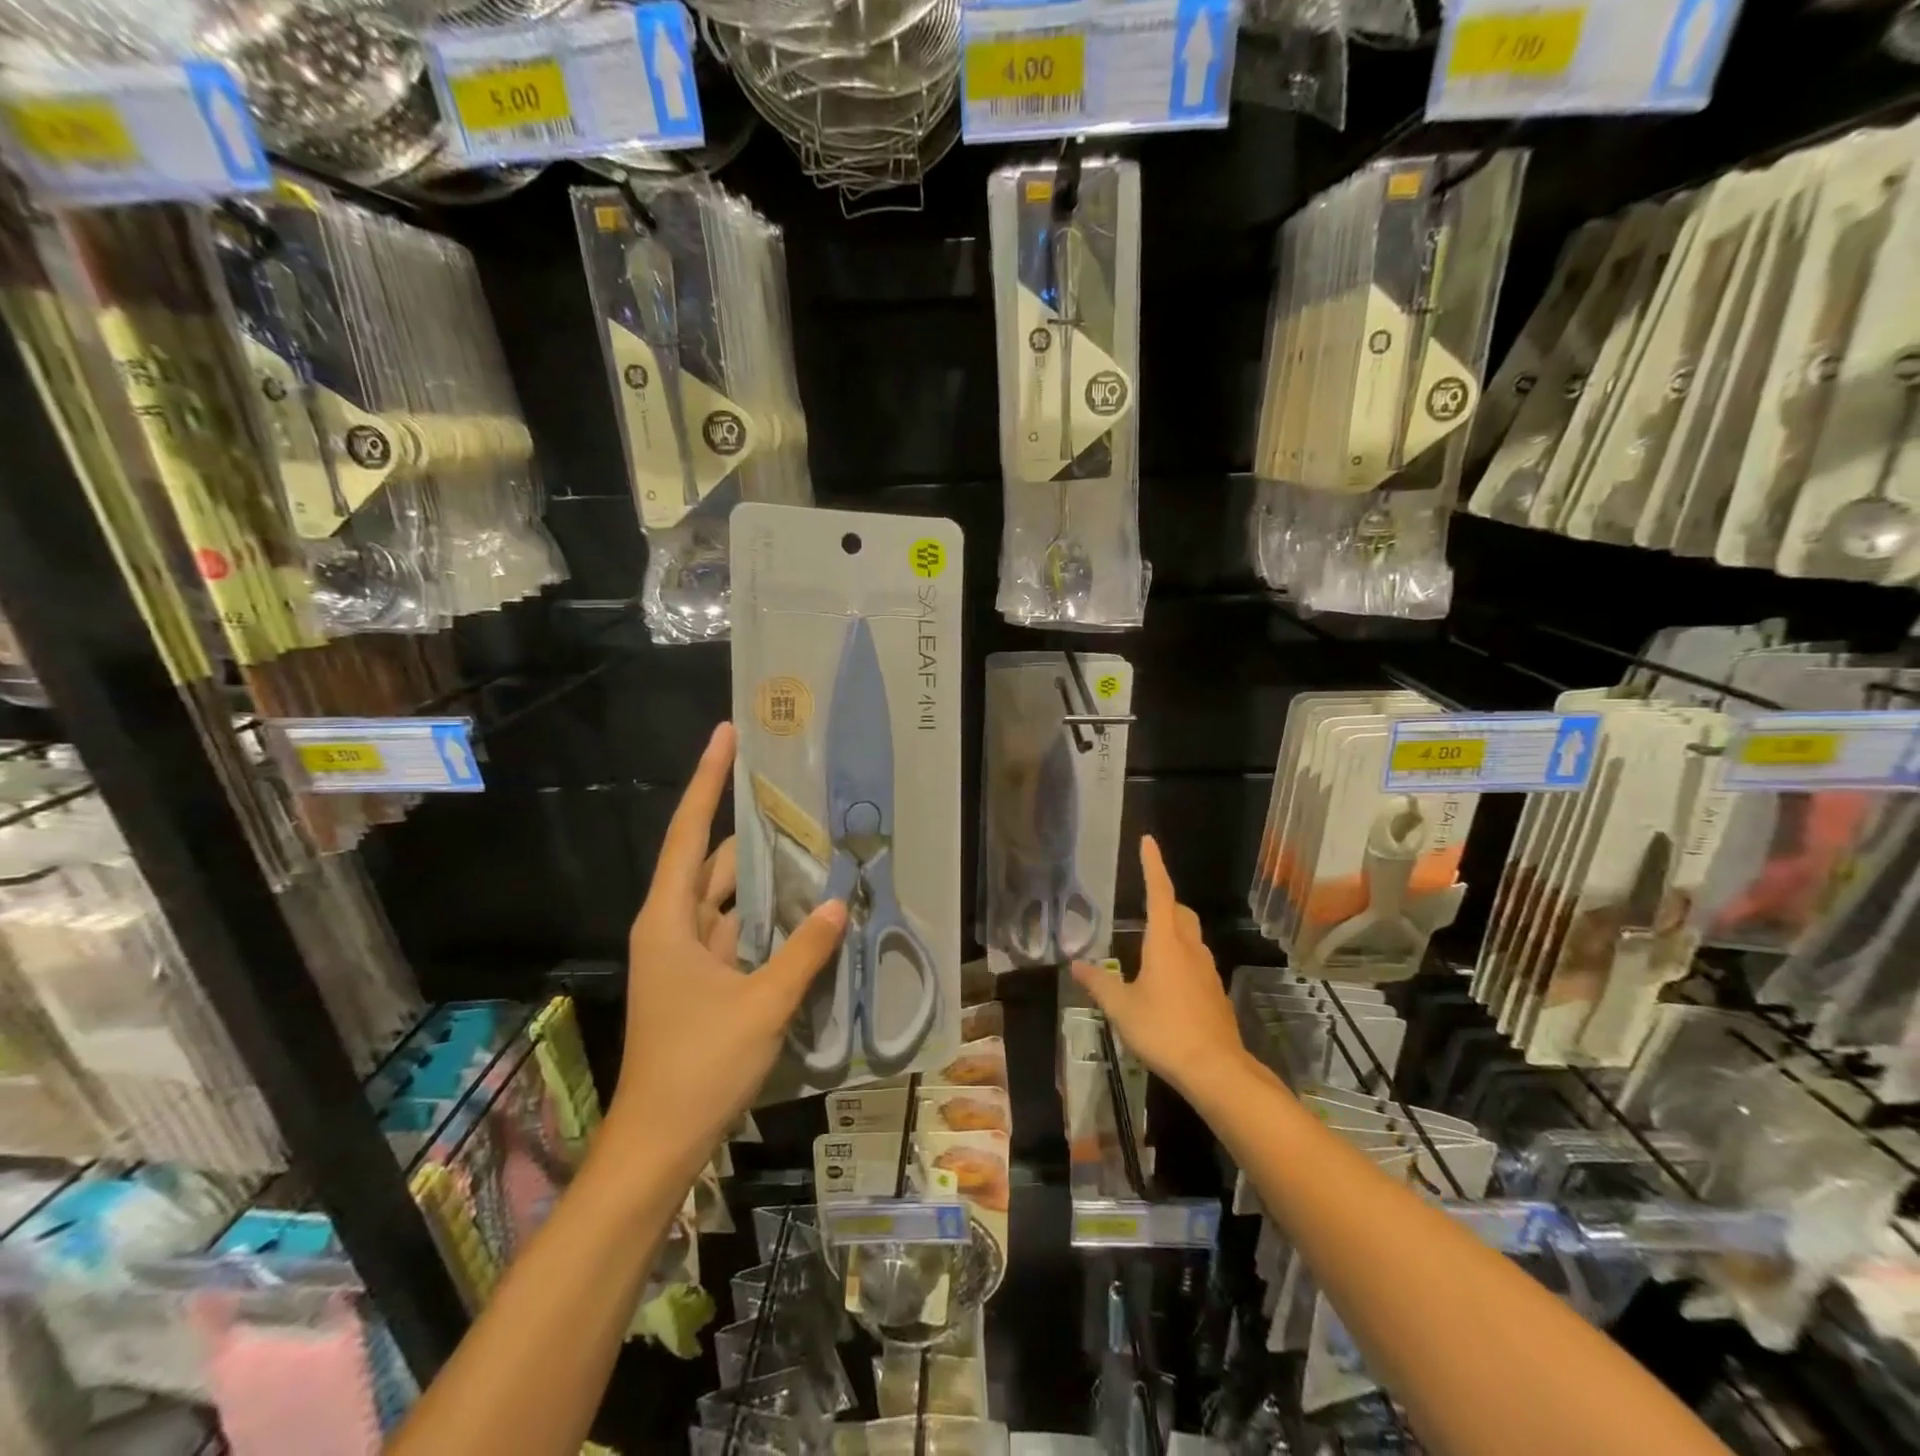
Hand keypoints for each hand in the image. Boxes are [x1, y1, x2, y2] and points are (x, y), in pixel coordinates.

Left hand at [612, 722, 847, 1153]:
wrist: (659, 1142)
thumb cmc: (699, 1066)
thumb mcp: (762, 1005)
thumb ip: (804, 951)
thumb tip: (840, 900)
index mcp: (670, 919)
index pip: (690, 832)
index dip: (708, 780)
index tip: (726, 735)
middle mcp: (673, 925)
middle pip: (716, 862)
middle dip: (758, 834)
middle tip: (805, 803)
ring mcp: (687, 954)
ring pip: (730, 898)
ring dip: (768, 880)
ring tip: (818, 851)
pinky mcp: (702, 978)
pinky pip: (737, 930)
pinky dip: (767, 918)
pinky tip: (807, 911)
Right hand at [1070, 835, 1244, 1100]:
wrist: (1216, 1069)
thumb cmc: (1163, 1030)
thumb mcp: (1121, 1007)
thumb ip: (1099, 983)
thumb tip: (1076, 965)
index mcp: (1165, 942)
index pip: (1159, 892)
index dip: (1153, 865)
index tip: (1148, 841)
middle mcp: (1190, 948)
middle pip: (1180, 912)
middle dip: (1164, 900)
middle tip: (1145, 901)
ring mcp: (1207, 970)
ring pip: (1191, 936)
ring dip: (1173, 929)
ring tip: (1150, 944)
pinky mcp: (1214, 993)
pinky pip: (1196, 961)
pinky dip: (1181, 957)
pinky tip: (1167, 981)